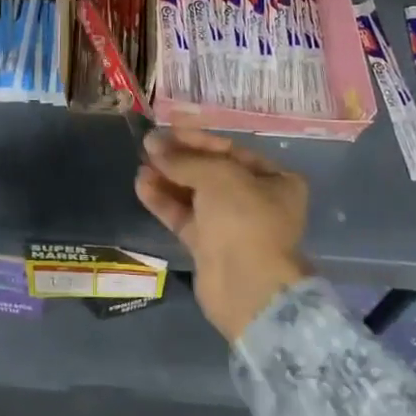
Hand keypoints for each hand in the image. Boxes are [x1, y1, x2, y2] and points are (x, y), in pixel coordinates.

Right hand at [135, 127, 311, 342]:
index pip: (230, 150)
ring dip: (168, 178)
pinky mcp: (209, 246)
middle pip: (211, 171)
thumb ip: (183, 159)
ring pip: (194, 194)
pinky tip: (142, 185)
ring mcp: (232, 225)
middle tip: (149, 147)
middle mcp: (256, 200)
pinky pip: (184, 216)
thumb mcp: (216, 176)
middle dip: (179, 159)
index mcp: (275, 180)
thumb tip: (151, 142)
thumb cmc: (243, 218)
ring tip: (140, 164)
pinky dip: (164, 201)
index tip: (167, 129)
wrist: (246, 286)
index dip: (197, 138)